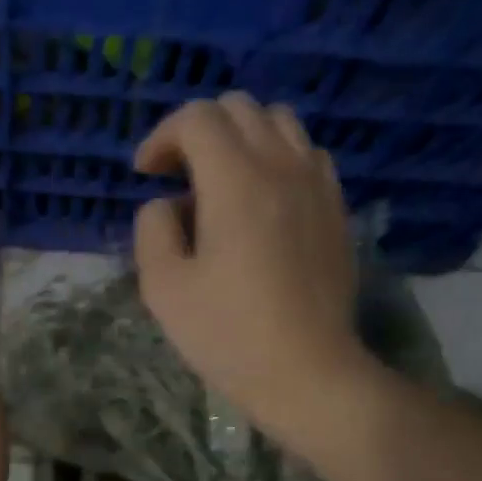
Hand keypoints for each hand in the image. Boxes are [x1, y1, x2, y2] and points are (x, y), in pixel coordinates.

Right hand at [133, 93, 362, 445]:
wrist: (308, 372)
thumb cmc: (228, 335)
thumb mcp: (164, 288)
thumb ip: (152, 230)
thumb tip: (166, 205)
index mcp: (236, 182)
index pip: (197, 118)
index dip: (161, 136)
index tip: (145, 174)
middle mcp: (282, 167)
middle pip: (239, 108)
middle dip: (197, 130)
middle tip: (176, 176)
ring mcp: (317, 185)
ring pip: (279, 123)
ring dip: (240, 138)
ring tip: (219, 182)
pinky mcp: (336, 209)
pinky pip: (306, 154)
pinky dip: (276, 158)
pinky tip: (262, 200)